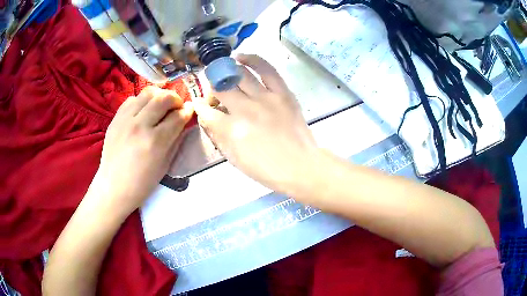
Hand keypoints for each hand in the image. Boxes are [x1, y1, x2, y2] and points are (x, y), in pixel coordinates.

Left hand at [91, 86, 193, 217]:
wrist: (114, 187)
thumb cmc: (142, 182)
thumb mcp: (165, 165)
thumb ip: (176, 139)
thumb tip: (183, 121)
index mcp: (155, 142)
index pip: (177, 116)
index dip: (187, 111)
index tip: (189, 110)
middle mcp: (140, 125)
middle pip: (164, 98)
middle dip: (175, 99)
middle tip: (176, 107)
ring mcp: (125, 119)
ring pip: (148, 92)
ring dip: (159, 96)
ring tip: (160, 106)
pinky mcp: (115, 118)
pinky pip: (131, 99)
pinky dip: (141, 101)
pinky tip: (142, 111)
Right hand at [193, 54, 318, 193]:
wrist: (300, 166)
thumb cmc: (266, 169)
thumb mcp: (235, 159)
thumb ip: (218, 137)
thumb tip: (208, 119)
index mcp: (231, 130)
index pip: (207, 112)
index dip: (200, 107)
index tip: (199, 104)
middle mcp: (244, 109)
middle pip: (220, 89)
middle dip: (211, 88)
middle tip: (213, 89)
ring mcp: (264, 98)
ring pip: (239, 75)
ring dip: (226, 71)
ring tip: (223, 70)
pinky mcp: (281, 92)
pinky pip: (265, 69)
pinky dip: (252, 59)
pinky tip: (241, 57)